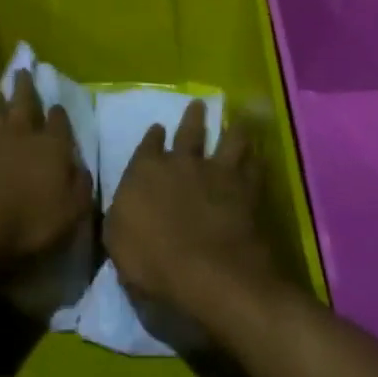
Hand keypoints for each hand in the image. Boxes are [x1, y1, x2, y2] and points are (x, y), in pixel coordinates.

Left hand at [0, 70, 90, 268]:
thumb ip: (80, 187)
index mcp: (52, 146)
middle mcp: (23, 135)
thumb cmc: (30, 220)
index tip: (57, 106)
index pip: (59, 122)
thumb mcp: (70, 212)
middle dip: (25, 87)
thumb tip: (82, 168)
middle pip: (24, 103)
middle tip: (22, 71)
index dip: (59, 113)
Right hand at [104, 101, 281, 322]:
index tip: (158, 128)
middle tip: (199, 104)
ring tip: (238, 120)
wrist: (208, 272)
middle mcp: (182, 163)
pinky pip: (254, 168)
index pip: (148, 146)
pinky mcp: (246, 190)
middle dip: (193, 117)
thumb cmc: (152, 262)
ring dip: (233, 129)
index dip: (153, 137)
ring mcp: (217, 173)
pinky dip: (257, 160)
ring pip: (228, 140)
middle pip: (190, 133)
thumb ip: (121, 216)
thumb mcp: (118, 243)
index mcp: (146, 171)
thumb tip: (123, 207)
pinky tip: (260, 155)